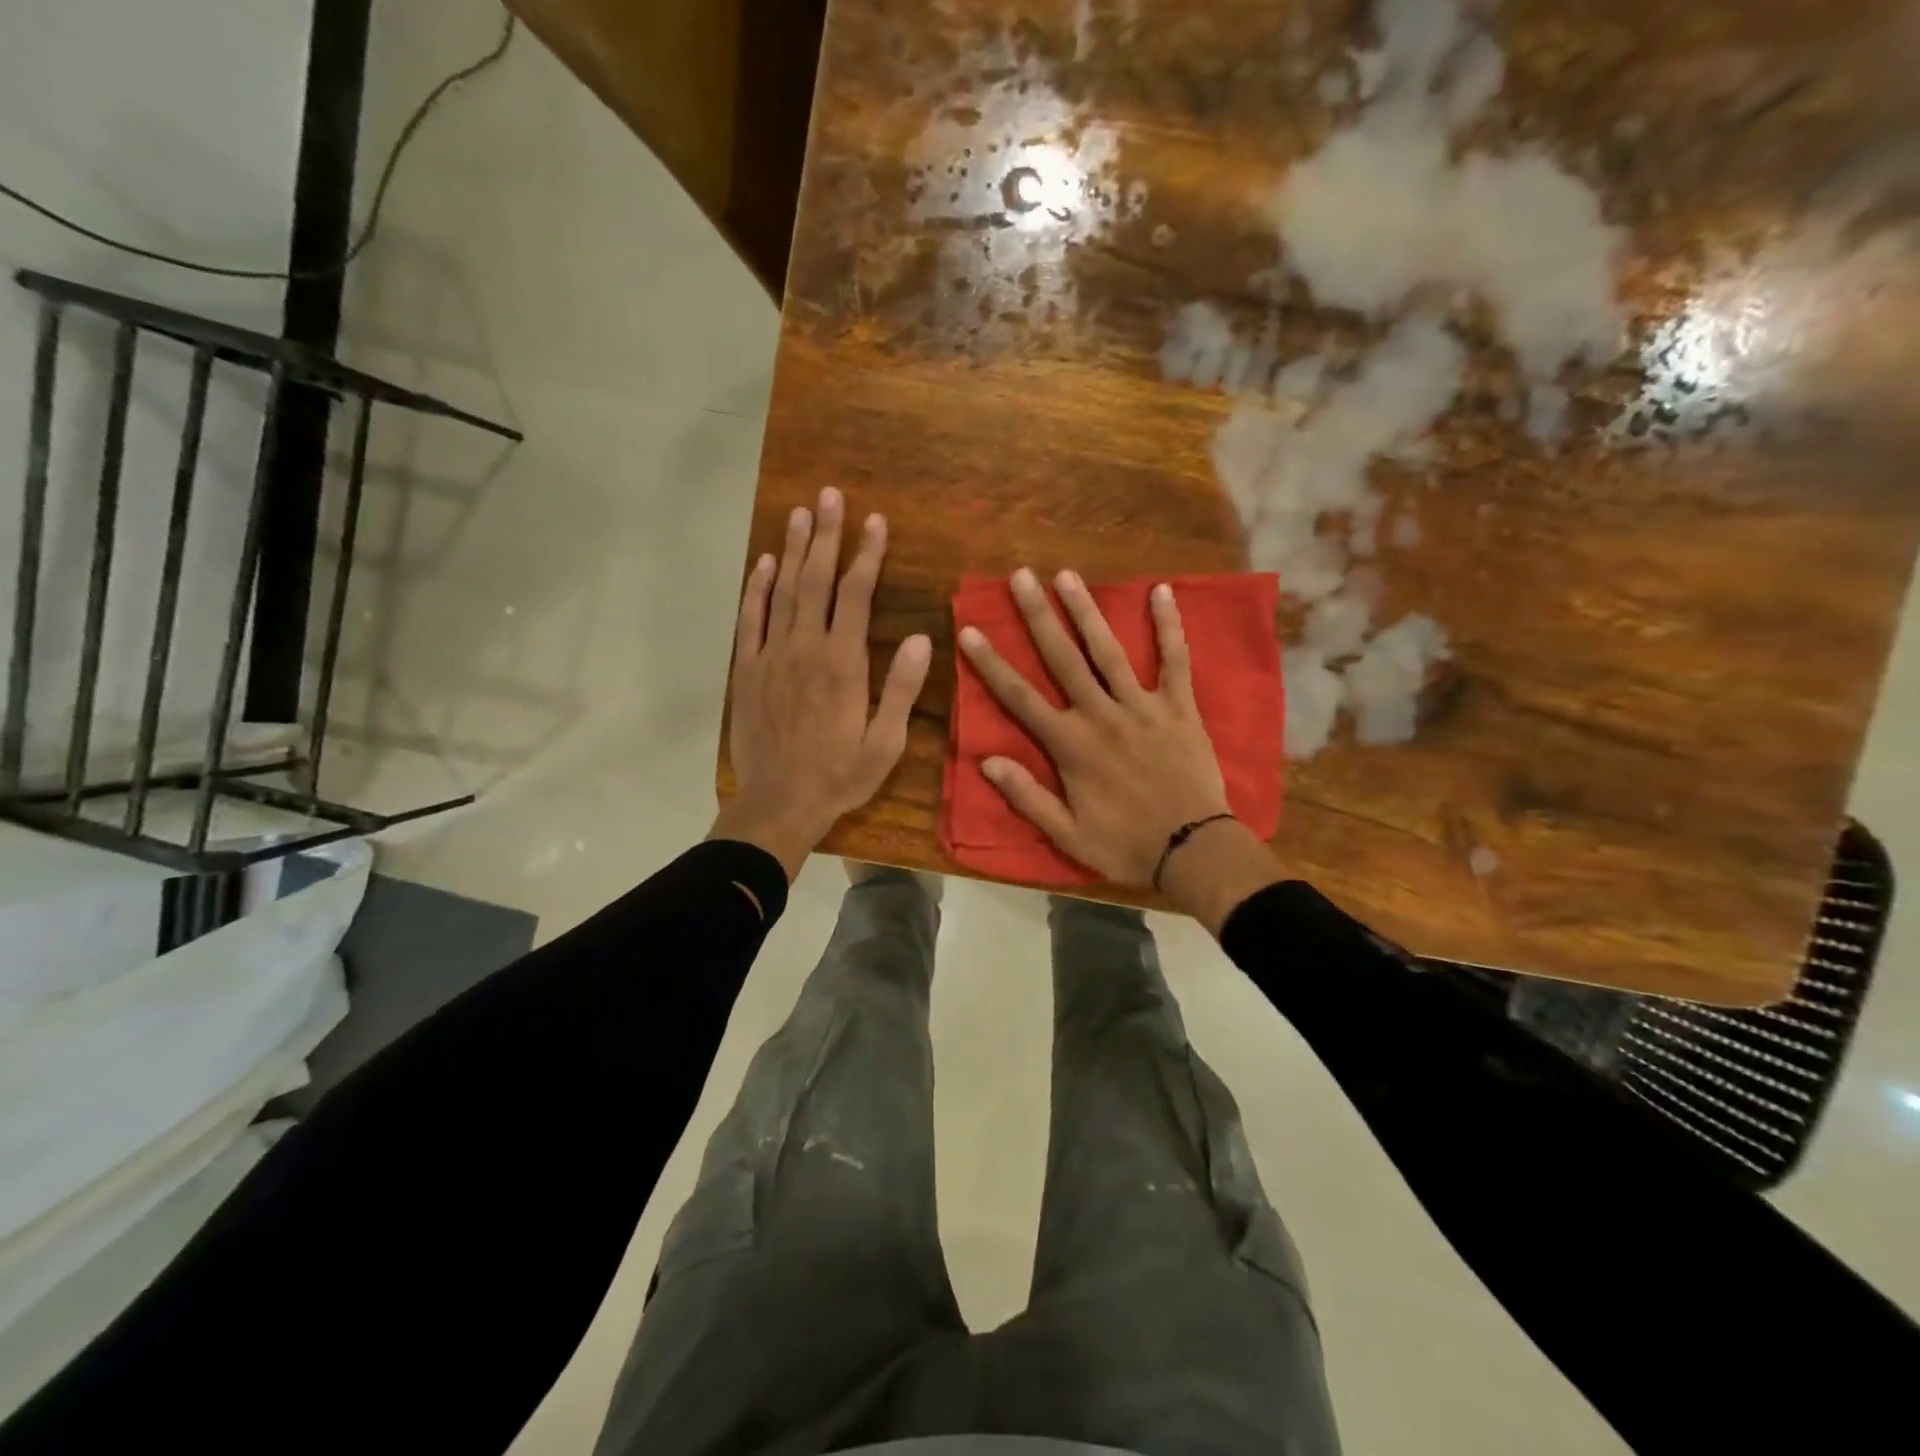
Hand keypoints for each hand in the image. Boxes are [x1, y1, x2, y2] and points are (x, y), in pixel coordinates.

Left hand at [712, 488, 931, 879]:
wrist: (778, 804)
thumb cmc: (839, 776)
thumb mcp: (885, 742)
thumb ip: (901, 688)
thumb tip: (920, 637)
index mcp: (843, 664)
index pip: (856, 595)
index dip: (866, 555)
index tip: (875, 521)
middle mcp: (805, 649)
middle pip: (816, 580)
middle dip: (826, 535)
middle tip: (831, 496)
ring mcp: (771, 657)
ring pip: (782, 591)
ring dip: (792, 550)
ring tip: (800, 513)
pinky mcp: (748, 671)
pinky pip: (751, 620)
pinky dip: (756, 588)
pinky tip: (762, 563)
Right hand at [958, 568, 1235, 890]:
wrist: (1193, 851)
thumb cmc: (1126, 845)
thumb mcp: (1068, 834)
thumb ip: (1027, 796)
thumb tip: (986, 761)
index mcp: (1071, 745)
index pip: (1021, 698)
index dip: (992, 664)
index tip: (970, 630)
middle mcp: (1102, 715)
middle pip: (1064, 659)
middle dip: (1039, 616)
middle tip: (1021, 577)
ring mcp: (1143, 706)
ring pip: (1110, 651)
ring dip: (1087, 611)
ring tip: (1067, 575)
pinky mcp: (1180, 707)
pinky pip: (1176, 660)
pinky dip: (1169, 626)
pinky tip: (1162, 591)